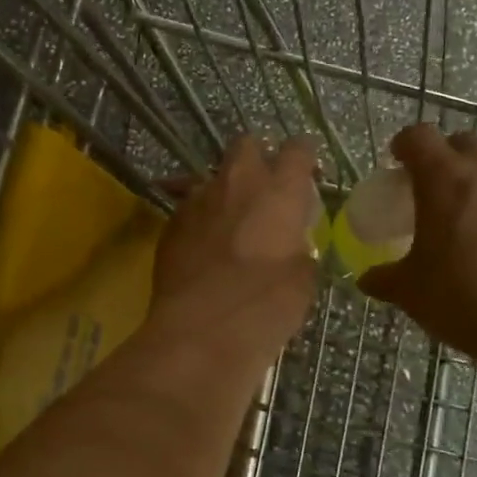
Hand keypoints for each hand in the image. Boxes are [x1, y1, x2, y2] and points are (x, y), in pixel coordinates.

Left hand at [149, 135, 320, 368]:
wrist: (201, 330)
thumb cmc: (265, 305)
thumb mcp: (302, 278)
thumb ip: (297, 246)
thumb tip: (289, 243)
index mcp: (279, 191)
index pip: (297, 150)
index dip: (303, 158)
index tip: (306, 174)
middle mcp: (237, 183)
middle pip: (245, 145)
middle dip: (256, 158)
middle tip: (264, 188)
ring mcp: (198, 199)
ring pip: (212, 176)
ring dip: (223, 190)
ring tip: (229, 220)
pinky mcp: (170, 223)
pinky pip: (188, 207)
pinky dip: (199, 218)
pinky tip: (202, 244)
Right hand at [360, 125, 476, 378]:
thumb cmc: (466, 300)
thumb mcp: (411, 293)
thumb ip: (384, 279)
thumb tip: (367, 279)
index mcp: (444, 181)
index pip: (418, 137)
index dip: (403, 144)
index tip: (395, 163)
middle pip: (459, 144)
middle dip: (440, 158)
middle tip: (427, 192)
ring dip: (472, 183)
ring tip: (461, 222)